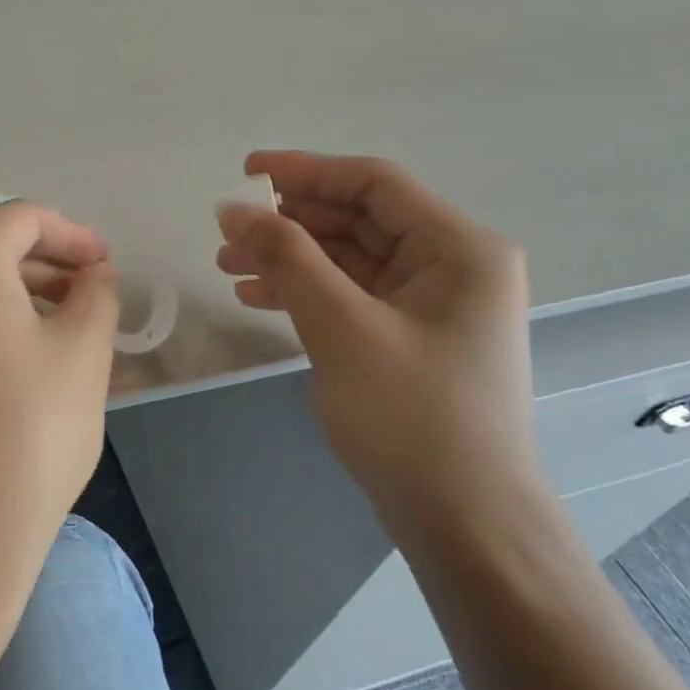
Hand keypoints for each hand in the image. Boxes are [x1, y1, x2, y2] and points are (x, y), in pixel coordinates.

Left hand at [0, 203, 119, 625]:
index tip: (105, 266)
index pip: (23, 220)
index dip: (73, 237)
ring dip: (8, 295)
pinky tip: (9, 358)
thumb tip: (92, 276)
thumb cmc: (29, 429)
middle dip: (41, 266)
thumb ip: (96, 293)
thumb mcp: (84, 351)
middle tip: (87, 298)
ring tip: (56, 329)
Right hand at [216, 152, 543, 535]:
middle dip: (289, 221)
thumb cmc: (411, 417)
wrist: (463, 519)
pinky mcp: (410, 338)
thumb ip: (287, 259)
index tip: (244, 173)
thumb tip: (233, 209)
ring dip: (289, 257)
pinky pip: (351, 296)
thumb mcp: (342, 328)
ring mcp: (432, 305)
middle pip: (359, 220)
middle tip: (226, 230)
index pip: (374, 184)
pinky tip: (257, 296)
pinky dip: (305, 291)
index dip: (305, 171)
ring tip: (226, 265)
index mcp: (458, 248)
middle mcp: (452, 266)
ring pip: (348, 260)